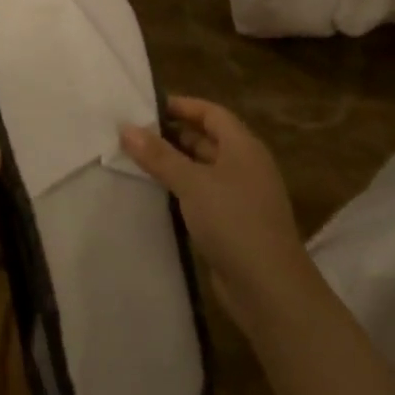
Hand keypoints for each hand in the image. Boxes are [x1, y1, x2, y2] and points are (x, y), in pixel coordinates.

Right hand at [121, 96, 311, 334]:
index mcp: (243, 147)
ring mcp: (241, 197)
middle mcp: (245, 167)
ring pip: (203, 169)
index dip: (182, 106)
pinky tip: (156, 195)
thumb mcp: (191, 183)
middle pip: (207, 140)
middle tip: (134, 134)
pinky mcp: (233, 224)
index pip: (212, 113)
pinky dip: (181, 190)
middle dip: (172, 135)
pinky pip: (202, 196)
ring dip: (174, 164)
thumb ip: (158, 155)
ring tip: (136, 161)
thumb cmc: (233, 221)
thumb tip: (126, 127)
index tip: (147, 107)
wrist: (269, 288)